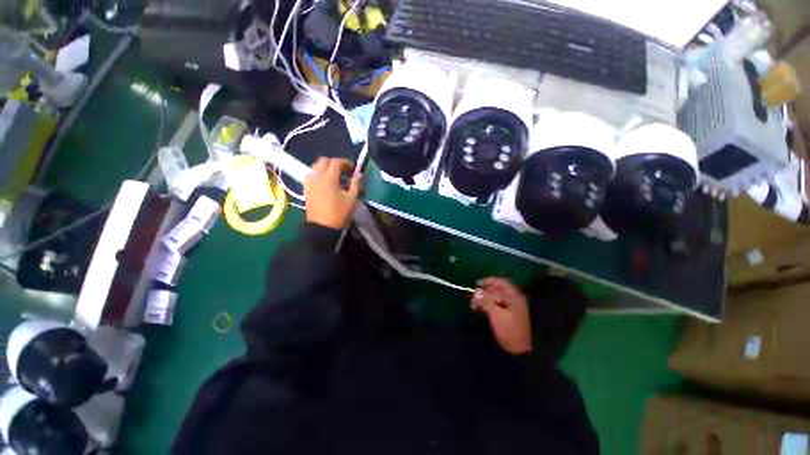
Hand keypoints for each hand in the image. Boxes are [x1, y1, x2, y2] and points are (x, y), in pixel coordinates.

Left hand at [304, 157, 361, 229]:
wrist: (322, 227)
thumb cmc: (339, 213)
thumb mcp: (352, 199)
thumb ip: (356, 184)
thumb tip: (358, 174)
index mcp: (329, 178)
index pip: (336, 162)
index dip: (346, 163)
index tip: (353, 169)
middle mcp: (317, 177)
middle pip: (324, 161)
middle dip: (335, 163)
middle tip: (344, 171)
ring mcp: (310, 182)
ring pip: (316, 166)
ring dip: (325, 167)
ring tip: (335, 176)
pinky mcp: (306, 189)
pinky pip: (311, 174)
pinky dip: (319, 174)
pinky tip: (326, 182)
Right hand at [471, 278, 532, 354]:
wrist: (518, 350)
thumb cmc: (509, 330)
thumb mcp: (496, 314)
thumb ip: (486, 301)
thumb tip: (476, 291)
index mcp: (514, 296)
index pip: (501, 282)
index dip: (489, 281)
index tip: (477, 284)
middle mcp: (512, 299)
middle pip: (495, 290)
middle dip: (483, 292)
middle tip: (473, 298)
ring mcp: (509, 307)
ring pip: (493, 297)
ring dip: (482, 299)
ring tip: (473, 305)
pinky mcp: (505, 314)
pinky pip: (493, 304)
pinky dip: (485, 305)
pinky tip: (477, 309)